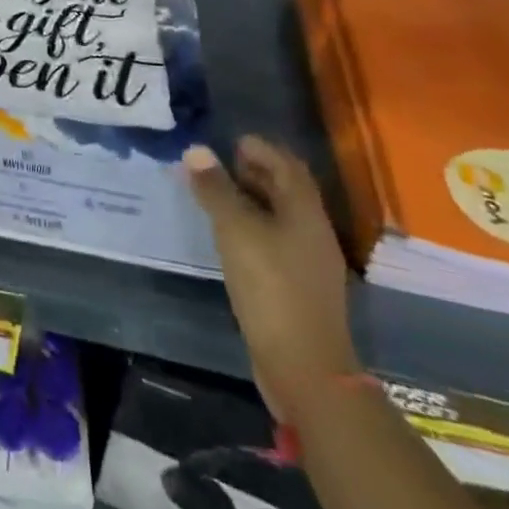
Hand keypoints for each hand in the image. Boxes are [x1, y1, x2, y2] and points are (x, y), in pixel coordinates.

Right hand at [186, 136, 358, 422]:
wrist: (304, 367)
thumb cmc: (270, 287)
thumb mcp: (235, 231)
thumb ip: (215, 189)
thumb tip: (196, 150)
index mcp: (305, 212)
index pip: (287, 165)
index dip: (261, 149)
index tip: (230, 141)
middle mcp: (313, 232)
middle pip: (286, 190)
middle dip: (255, 172)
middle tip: (219, 165)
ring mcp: (308, 263)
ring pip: (280, 217)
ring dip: (252, 200)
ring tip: (217, 196)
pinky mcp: (297, 287)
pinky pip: (274, 242)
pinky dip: (252, 228)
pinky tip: (229, 237)